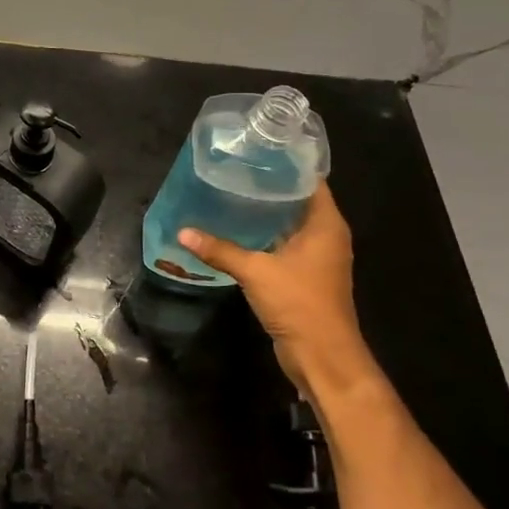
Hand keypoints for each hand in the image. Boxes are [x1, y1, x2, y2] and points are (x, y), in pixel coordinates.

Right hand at [178, 181, 377, 402]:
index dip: (287, 164)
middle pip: (297, 200)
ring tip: (229, 194)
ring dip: (264, 213)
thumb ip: (220, 250)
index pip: (311, 181)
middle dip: (269, 186)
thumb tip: (183, 232)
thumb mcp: (256, 272)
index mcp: (326, 225)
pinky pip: (282, 244)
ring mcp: (316, 258)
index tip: (257, 151)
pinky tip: (235, 230)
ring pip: (288, 224)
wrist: (322, 357)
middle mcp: (325, 236)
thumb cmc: (299, 303)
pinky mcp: (303, 276)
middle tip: (234, 170)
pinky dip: (262, 236)